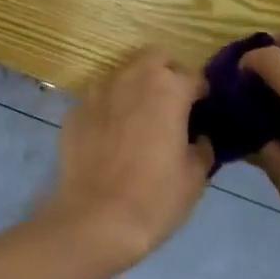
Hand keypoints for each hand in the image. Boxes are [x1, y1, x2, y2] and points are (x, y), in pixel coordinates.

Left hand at [41, 46, 213, 276]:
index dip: (202, 94)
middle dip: (168, 73)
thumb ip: (202, 148)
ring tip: (140, 119)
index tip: (204, 112)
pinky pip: (100, 98)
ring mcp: (99, 91)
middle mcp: (132, 78)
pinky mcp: (76, 109)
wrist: (94, 220)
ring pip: (125, 74)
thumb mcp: (194, 178)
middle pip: (156, 58)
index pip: (194, 77)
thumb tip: (199, 137)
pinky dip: (110, 108)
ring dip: (137, 87)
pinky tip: (111, 136)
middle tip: (173, 104)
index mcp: (168, 89)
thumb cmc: (154, 198)